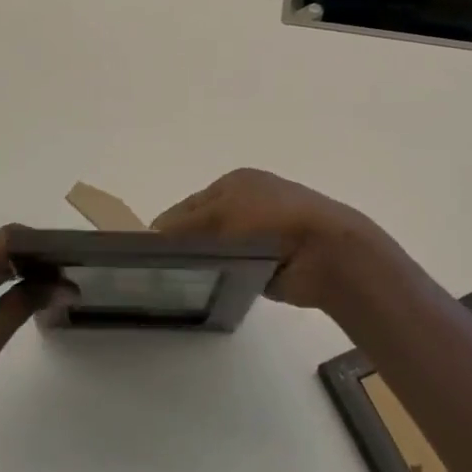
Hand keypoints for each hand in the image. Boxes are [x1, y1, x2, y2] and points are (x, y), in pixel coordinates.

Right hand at [152, 168, 400, 310]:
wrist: (325, 251)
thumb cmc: (270, 221)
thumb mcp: (221, 214)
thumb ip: (185, 225)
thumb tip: (152, 233)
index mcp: (236, 182)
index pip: (190, 204)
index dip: (169, 225)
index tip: (146, 252)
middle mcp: (247, 203)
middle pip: (203, 225)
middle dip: (185, 244)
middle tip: (160, 272)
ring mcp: (260, 233)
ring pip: (218, 248)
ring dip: (206, 261)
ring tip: (181, 284)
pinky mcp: (270, 262)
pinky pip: (236, 269)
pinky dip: (225, 276)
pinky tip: (210, 289)